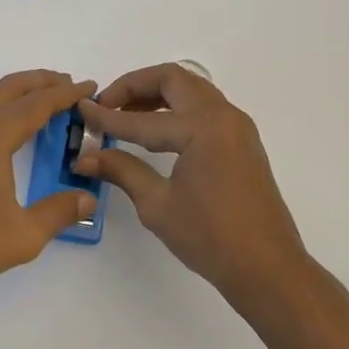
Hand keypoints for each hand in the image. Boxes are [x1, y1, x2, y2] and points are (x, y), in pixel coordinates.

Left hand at [0, 70, 100, 305]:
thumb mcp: (24, 234)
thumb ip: (59, 212)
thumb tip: (88, 199)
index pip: (35, 105)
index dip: (65, 94)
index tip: (89, 86)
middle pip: (9, 88)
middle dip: (41, 81)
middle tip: (70, 85)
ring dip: (20, 93)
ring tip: (47, 102)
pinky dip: (5, 109)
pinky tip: (14, 131)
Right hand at [74, 63, 311, 307]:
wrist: (268, 269)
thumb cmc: (211, 238)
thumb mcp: (157, 205)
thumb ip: (121, 170)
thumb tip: (85, 157)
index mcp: (202, 127)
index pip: (142, 118)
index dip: (107, 116)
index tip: (80, 110)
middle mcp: (223, 116)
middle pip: (173, 79)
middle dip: (135, 86)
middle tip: (106, 103)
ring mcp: (236, 126)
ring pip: (191, 89)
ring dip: (157, 94)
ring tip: (125, 113)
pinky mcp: (242, 141)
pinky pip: (204, 107)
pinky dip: (176, 107)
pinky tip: (155, 130)